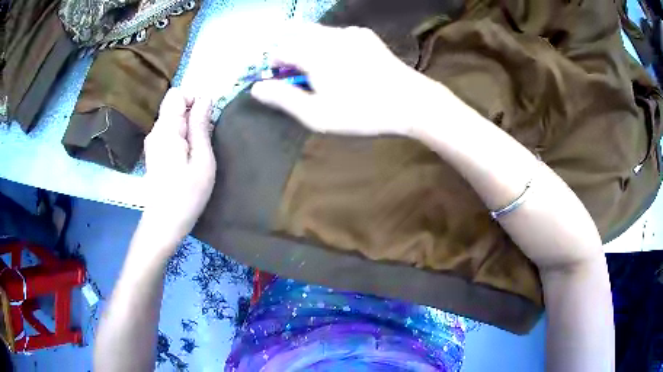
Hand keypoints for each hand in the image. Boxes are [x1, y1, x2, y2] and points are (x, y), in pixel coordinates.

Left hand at [141, 87, 215, 253]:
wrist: (164, 223)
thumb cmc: (187, 195)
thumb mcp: (202, 160)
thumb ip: (201, 126)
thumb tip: (205, 98)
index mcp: (166, 130)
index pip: (176, 94)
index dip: (193, 98)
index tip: (206, 118)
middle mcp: (155, 131)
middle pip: (174, 105)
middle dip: (193, 114)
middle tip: (205, 139)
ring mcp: (153, 142)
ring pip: (173, 119)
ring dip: (189, 127)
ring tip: (199, 151)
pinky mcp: (154, 152)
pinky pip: (169, 132)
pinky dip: (182, 136)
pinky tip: (189, 157)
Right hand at [251, 24, 441, 135]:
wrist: (410, 102)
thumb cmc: (362, 112)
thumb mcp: (318, 115)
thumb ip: (284, 99)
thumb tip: (256, 88)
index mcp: (313, 53)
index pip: (279, 51)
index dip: (274, 67)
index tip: (282, 83)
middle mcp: (328, 35)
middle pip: (295, 35)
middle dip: (290, 52)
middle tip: (300, 76)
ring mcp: (349, 32)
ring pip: (316, 32)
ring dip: (309, 47)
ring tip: (321, 71)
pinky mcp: (365, 35)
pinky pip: (337, 34)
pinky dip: (330, 44)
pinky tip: (343, 62)